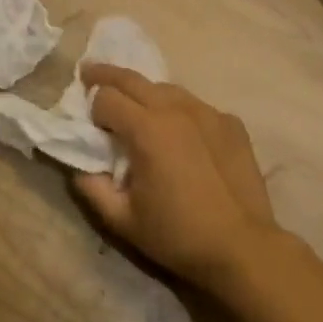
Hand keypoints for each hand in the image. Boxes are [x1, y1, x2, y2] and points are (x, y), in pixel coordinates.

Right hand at [72, 65, 281, 292]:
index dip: (92, 108)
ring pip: (166, 88)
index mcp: (146, 129)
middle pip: (132, 78)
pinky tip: (180, 131)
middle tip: (89, 73)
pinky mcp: (230, 122)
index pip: (106, 98)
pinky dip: (178, 111)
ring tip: (135, 104)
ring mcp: (207, 112)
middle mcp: (176, 109)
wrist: (243, 248)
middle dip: (106, 75)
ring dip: (144, 92)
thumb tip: (79, 166)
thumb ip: (92, 188)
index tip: (90, 124)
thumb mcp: (122, 220)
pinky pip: (195, 106)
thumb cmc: (178, 235)